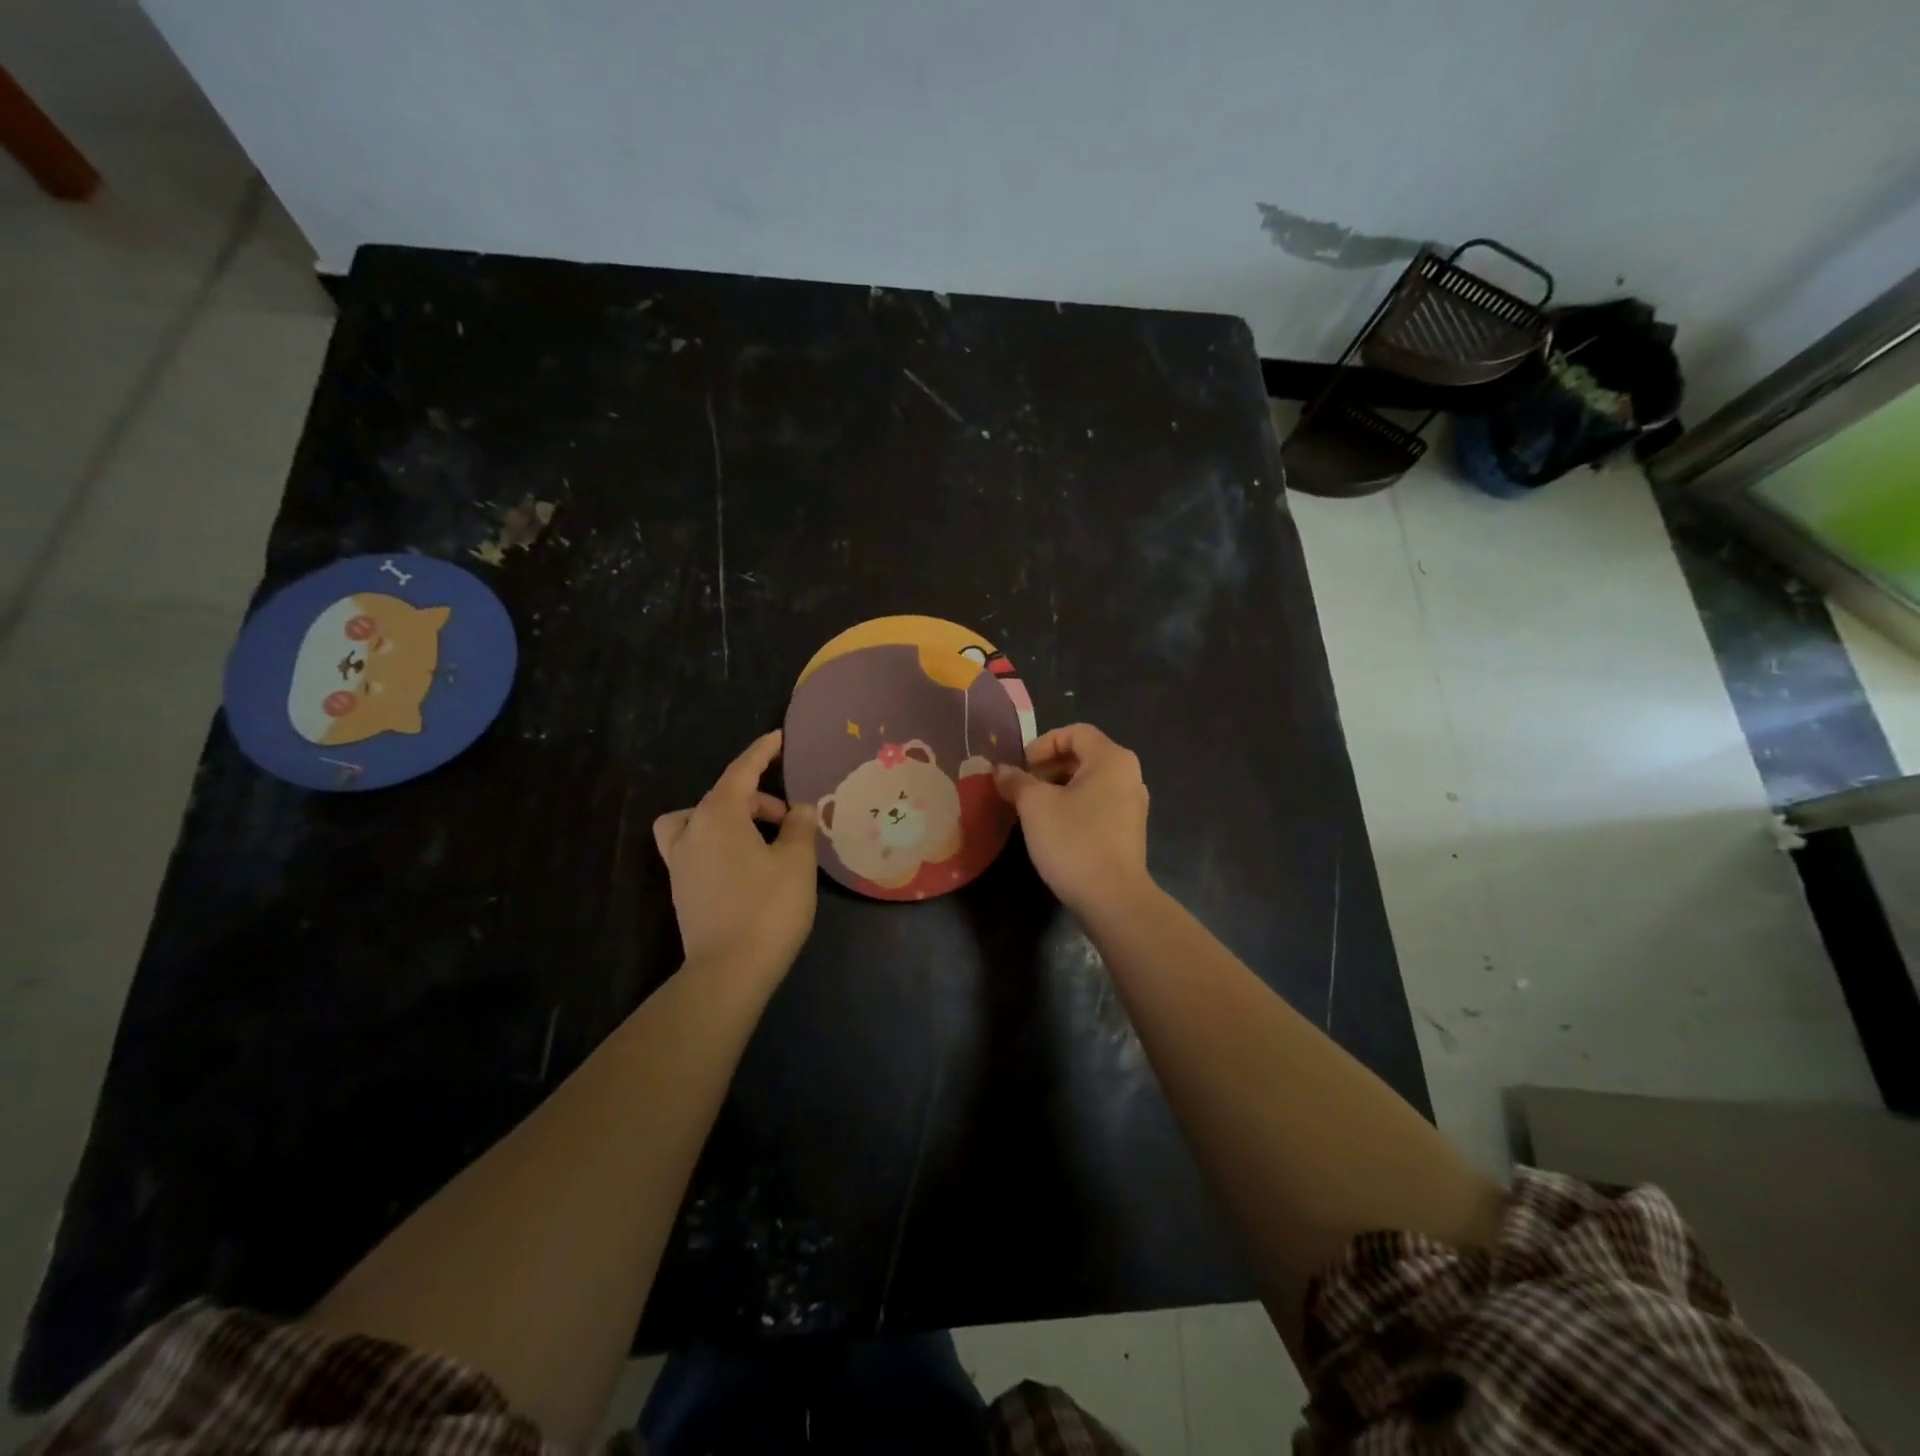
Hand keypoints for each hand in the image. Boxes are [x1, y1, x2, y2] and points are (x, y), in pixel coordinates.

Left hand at [653, 731, 818, 976]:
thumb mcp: (797, 861)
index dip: (762, 752)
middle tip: (790, 818)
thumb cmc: (768, 907)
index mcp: (718, 815)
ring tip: (761, 837)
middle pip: (722, 796)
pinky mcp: (682, 887)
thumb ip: (799, 827)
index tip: (778, 737)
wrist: (729, 970)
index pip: (741, 771)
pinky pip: (694, 845)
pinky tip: (744, 863)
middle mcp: (692, 830)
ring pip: (699, 819)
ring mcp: (681, 861)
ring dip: (729, 817)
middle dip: (757, 798)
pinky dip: (716, 840)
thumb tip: (799, 809)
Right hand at [993, 723, 1151, 917]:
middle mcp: (1129, 775)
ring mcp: (1132, 805)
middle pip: (1083, 756)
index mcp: (1111, 759)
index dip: (1042, 743)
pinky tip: (1053, 829)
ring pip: (1089, 783)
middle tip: (1021, 787)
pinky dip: (1073, 807)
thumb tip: (1001, 770)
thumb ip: (1016, 781)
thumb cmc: (1073, 840)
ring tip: (1032, 809)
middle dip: (1047, 767)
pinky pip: (1097, 805)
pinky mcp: (1129, 831)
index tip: (1021, 766)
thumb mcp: (1035, 806)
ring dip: (1058, 789)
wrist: (1113, 898)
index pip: (1075, 733)